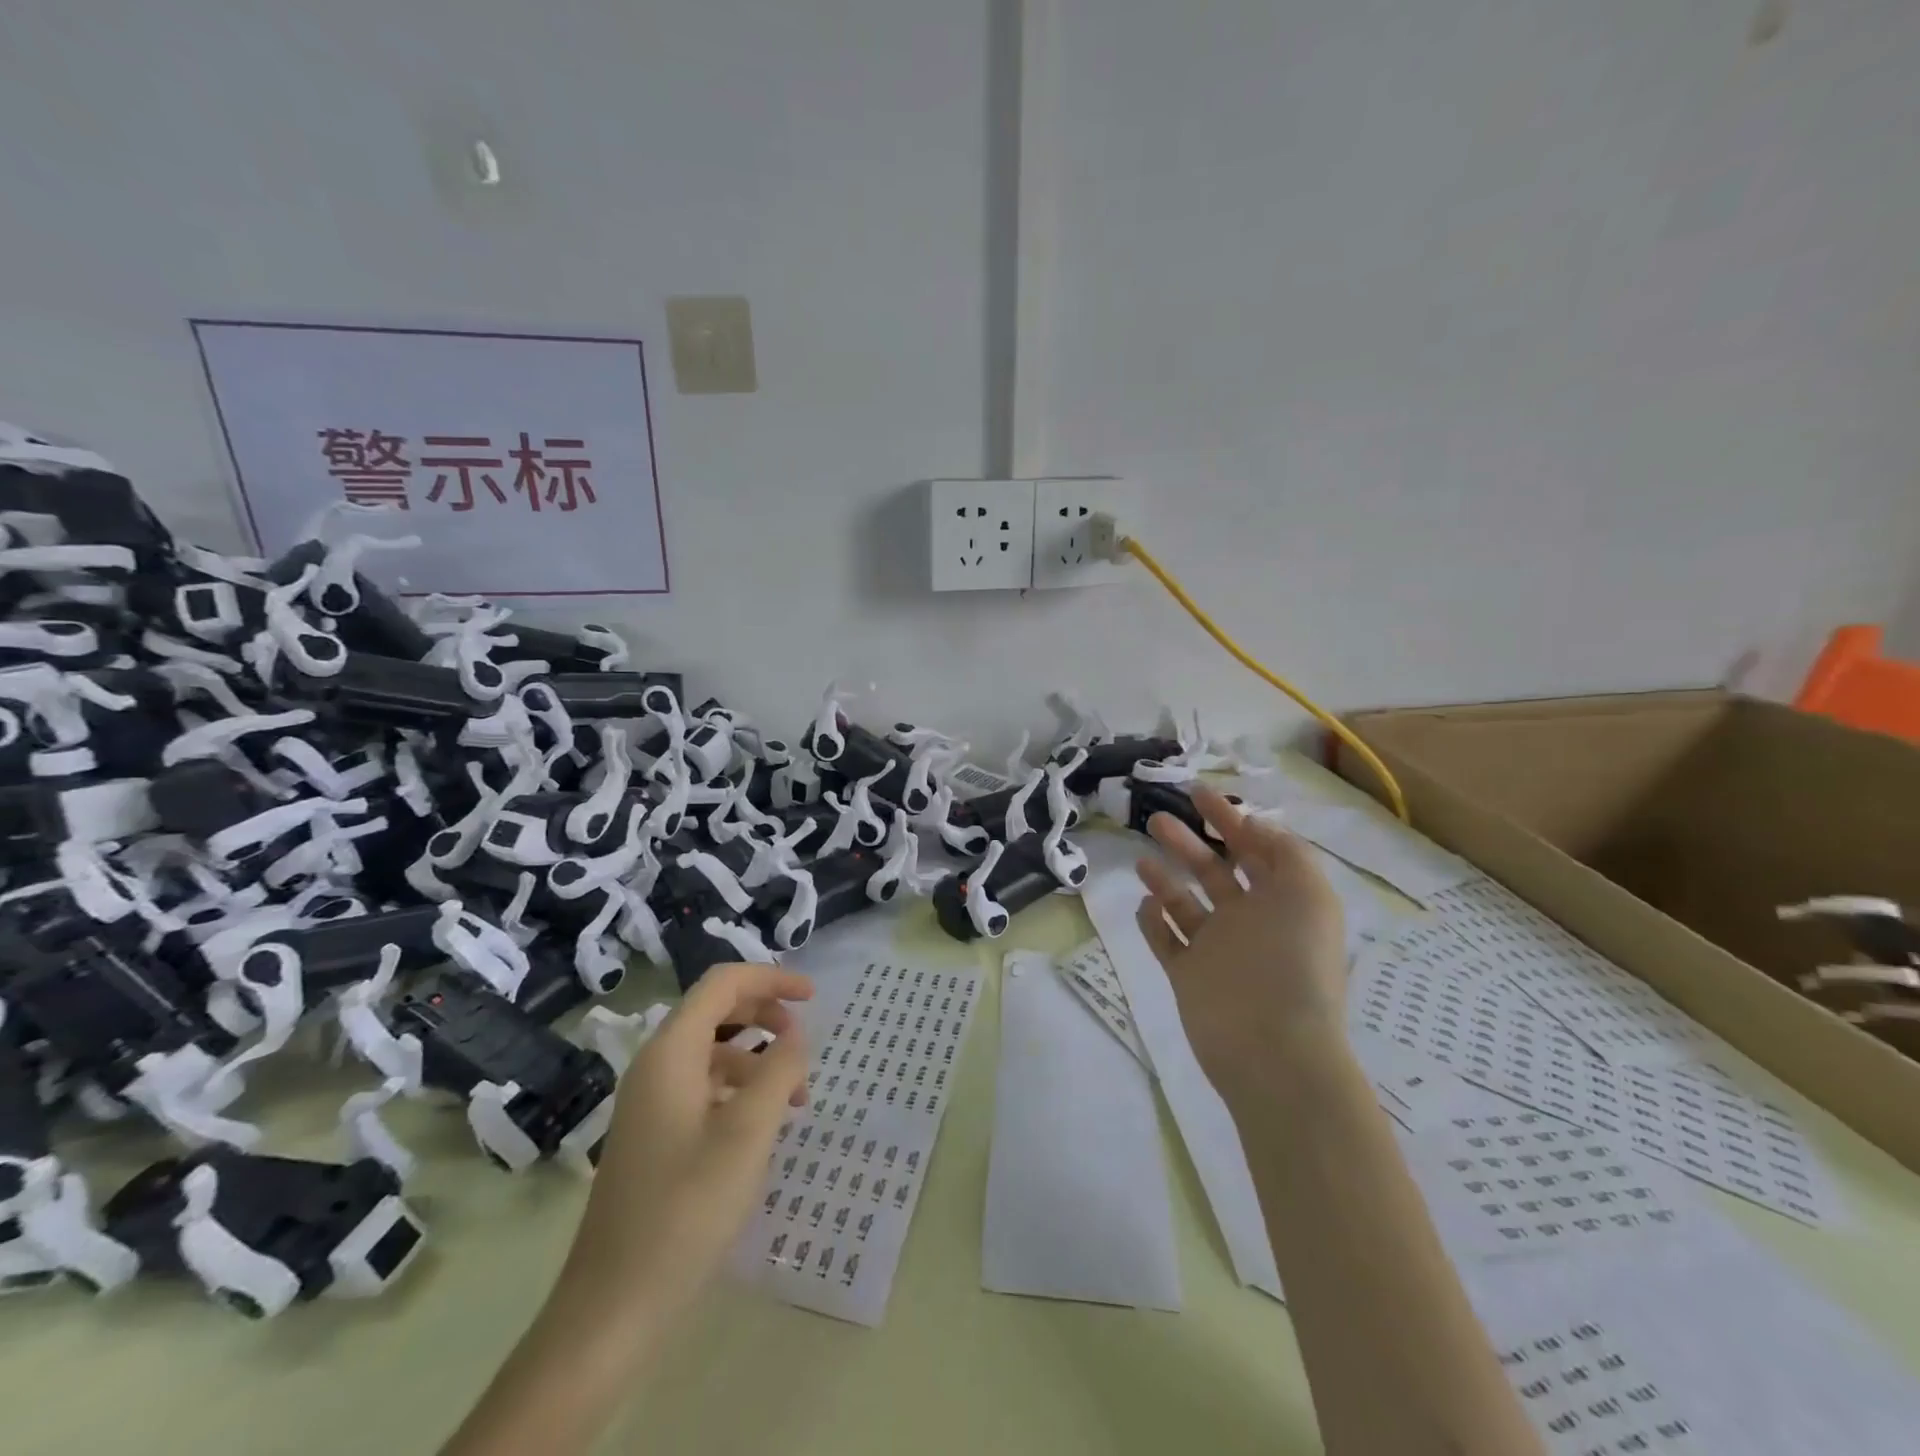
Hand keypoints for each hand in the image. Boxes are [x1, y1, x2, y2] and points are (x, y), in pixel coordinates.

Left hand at [557, 962, 812, 1338]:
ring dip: (758, 1059)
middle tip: (806, 1042)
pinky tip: (765, 1125)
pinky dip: (741, 1090)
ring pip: (713, 1052)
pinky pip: (704, 1088)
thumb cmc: (686, 1210)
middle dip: (766, 1014)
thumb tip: (796, 1035)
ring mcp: (651, 1103)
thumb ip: (780, 1072)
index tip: (814, 997)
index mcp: (671, 1053)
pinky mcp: (655, 1135)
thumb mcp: (749, 1134)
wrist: (613, 1307)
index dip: (771, 979)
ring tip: (797, 1097)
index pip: (723, 984)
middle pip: (716, 1012)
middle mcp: (656, 1066)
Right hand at [1135, 786, 1347, 1080]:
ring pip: (1185, 903)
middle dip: (1188, 842)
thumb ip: (1285, 851)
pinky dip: (1154, 921)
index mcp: (1280, 899)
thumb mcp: (1308, 892)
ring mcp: (1216, 949)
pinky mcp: (1189, 975)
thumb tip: (1255, 825)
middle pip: (1213, 870)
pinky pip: (1166, 940)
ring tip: (1142, 861)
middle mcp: (1248, 919)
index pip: (1253, 847)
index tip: (1196, 792)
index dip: (1228, 817)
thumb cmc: (1292, 961)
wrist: (1272, 1046)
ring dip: (1164, 879)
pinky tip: (1145, 905)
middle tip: (1157, 819)